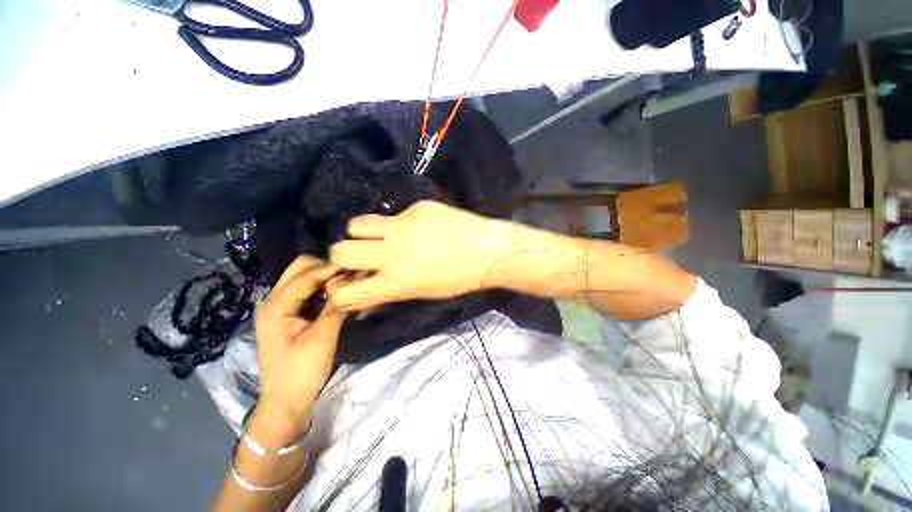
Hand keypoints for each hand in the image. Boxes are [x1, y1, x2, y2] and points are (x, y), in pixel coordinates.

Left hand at [254, 256, 344, 431]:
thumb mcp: (322, 337)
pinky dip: (321, 286)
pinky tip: (336, 292)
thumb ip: (336, 306)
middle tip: (350, 274)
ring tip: (347, 280)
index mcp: (276, 306)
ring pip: (302, 276)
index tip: (357, 265)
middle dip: (326, 267)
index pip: (306, 275)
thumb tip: (352, 281)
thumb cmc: (301, 371)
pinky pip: (305, 289)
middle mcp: (273, 300)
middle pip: (300, 268)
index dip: (332, 268)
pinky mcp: (287, 313)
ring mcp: (279, 306)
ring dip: (324, 275)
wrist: (285, 401)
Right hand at [328, 201, 508, 310]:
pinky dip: (398, 225)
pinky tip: (419, 228)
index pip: (345, 293)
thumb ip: (390, 292)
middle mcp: (392, 252)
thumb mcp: (422, 293)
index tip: (343, 286)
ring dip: (361, 234)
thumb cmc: (459, 280)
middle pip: (340, 251)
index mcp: (396, 281)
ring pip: (357, 224)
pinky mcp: (417, 207)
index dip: (338, 292)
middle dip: (342, 258)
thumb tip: (367, 293)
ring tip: (379, 238)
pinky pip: (395, 215)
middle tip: (358, 258)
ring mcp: (403, 225)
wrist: (489, 250)